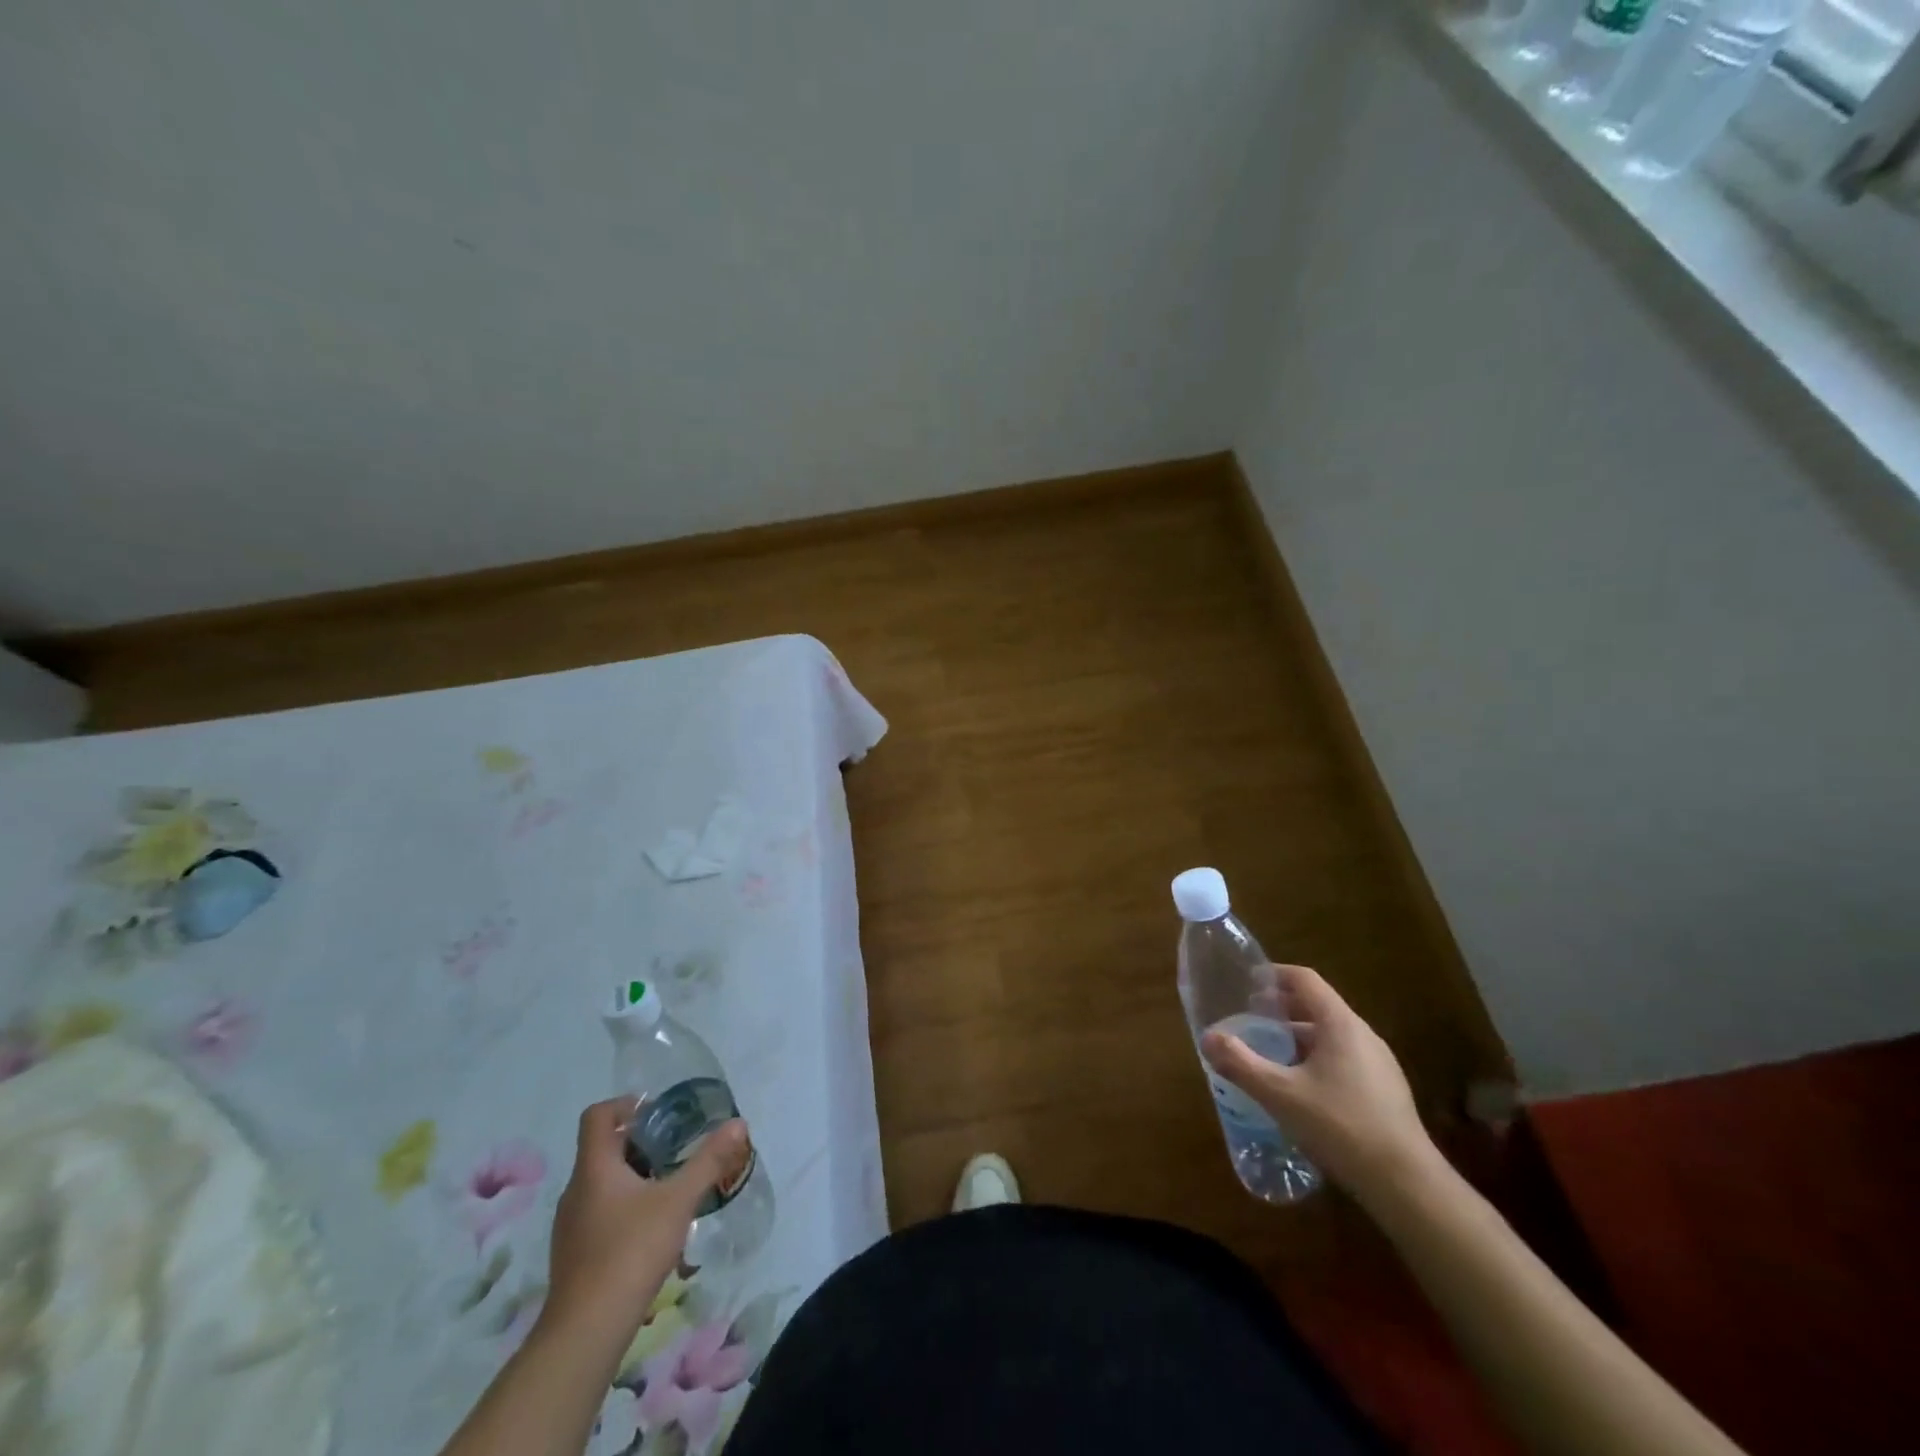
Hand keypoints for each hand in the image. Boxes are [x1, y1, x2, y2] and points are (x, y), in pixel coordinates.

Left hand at [542, 1098, 750, 1347]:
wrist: (585, 1333)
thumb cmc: (630, 1251)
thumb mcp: (678, 1200)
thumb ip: (708, 1160)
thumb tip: (738, 1124)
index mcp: (594, 1168)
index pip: (597, 1115)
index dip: (626, 1105)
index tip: (659, 1113)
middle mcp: (576, 1190)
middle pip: (603, 1148)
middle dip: (641, 1143)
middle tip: (676, 1149)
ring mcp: (570, 1226)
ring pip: (602, 1183)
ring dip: (634, 1176)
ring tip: (670, 1188)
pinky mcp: (574, 1255)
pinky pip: (599, 1213)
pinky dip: (625, 1207)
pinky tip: (652, 1229)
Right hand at [1202, 964, 1434, 1202]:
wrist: (1407, 1185)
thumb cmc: (1340, 1126)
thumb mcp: (1280, 1094)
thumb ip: (1240, 1063)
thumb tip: (1208, 1037)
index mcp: (1340, 1024)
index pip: (1304, 980)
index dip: (1273, 975)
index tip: (1246, 983)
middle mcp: (1363, 1035)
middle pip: (1317, 1007)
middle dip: (1281, 1010)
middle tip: (1249, 1020)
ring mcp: (1379, 1065)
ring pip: (1330, 1037)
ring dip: (1297, 1038)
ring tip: (1268, 1055)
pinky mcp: (1385, 1092)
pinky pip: (1343, 1061)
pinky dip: (1315, 1061)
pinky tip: (1299, 1090)